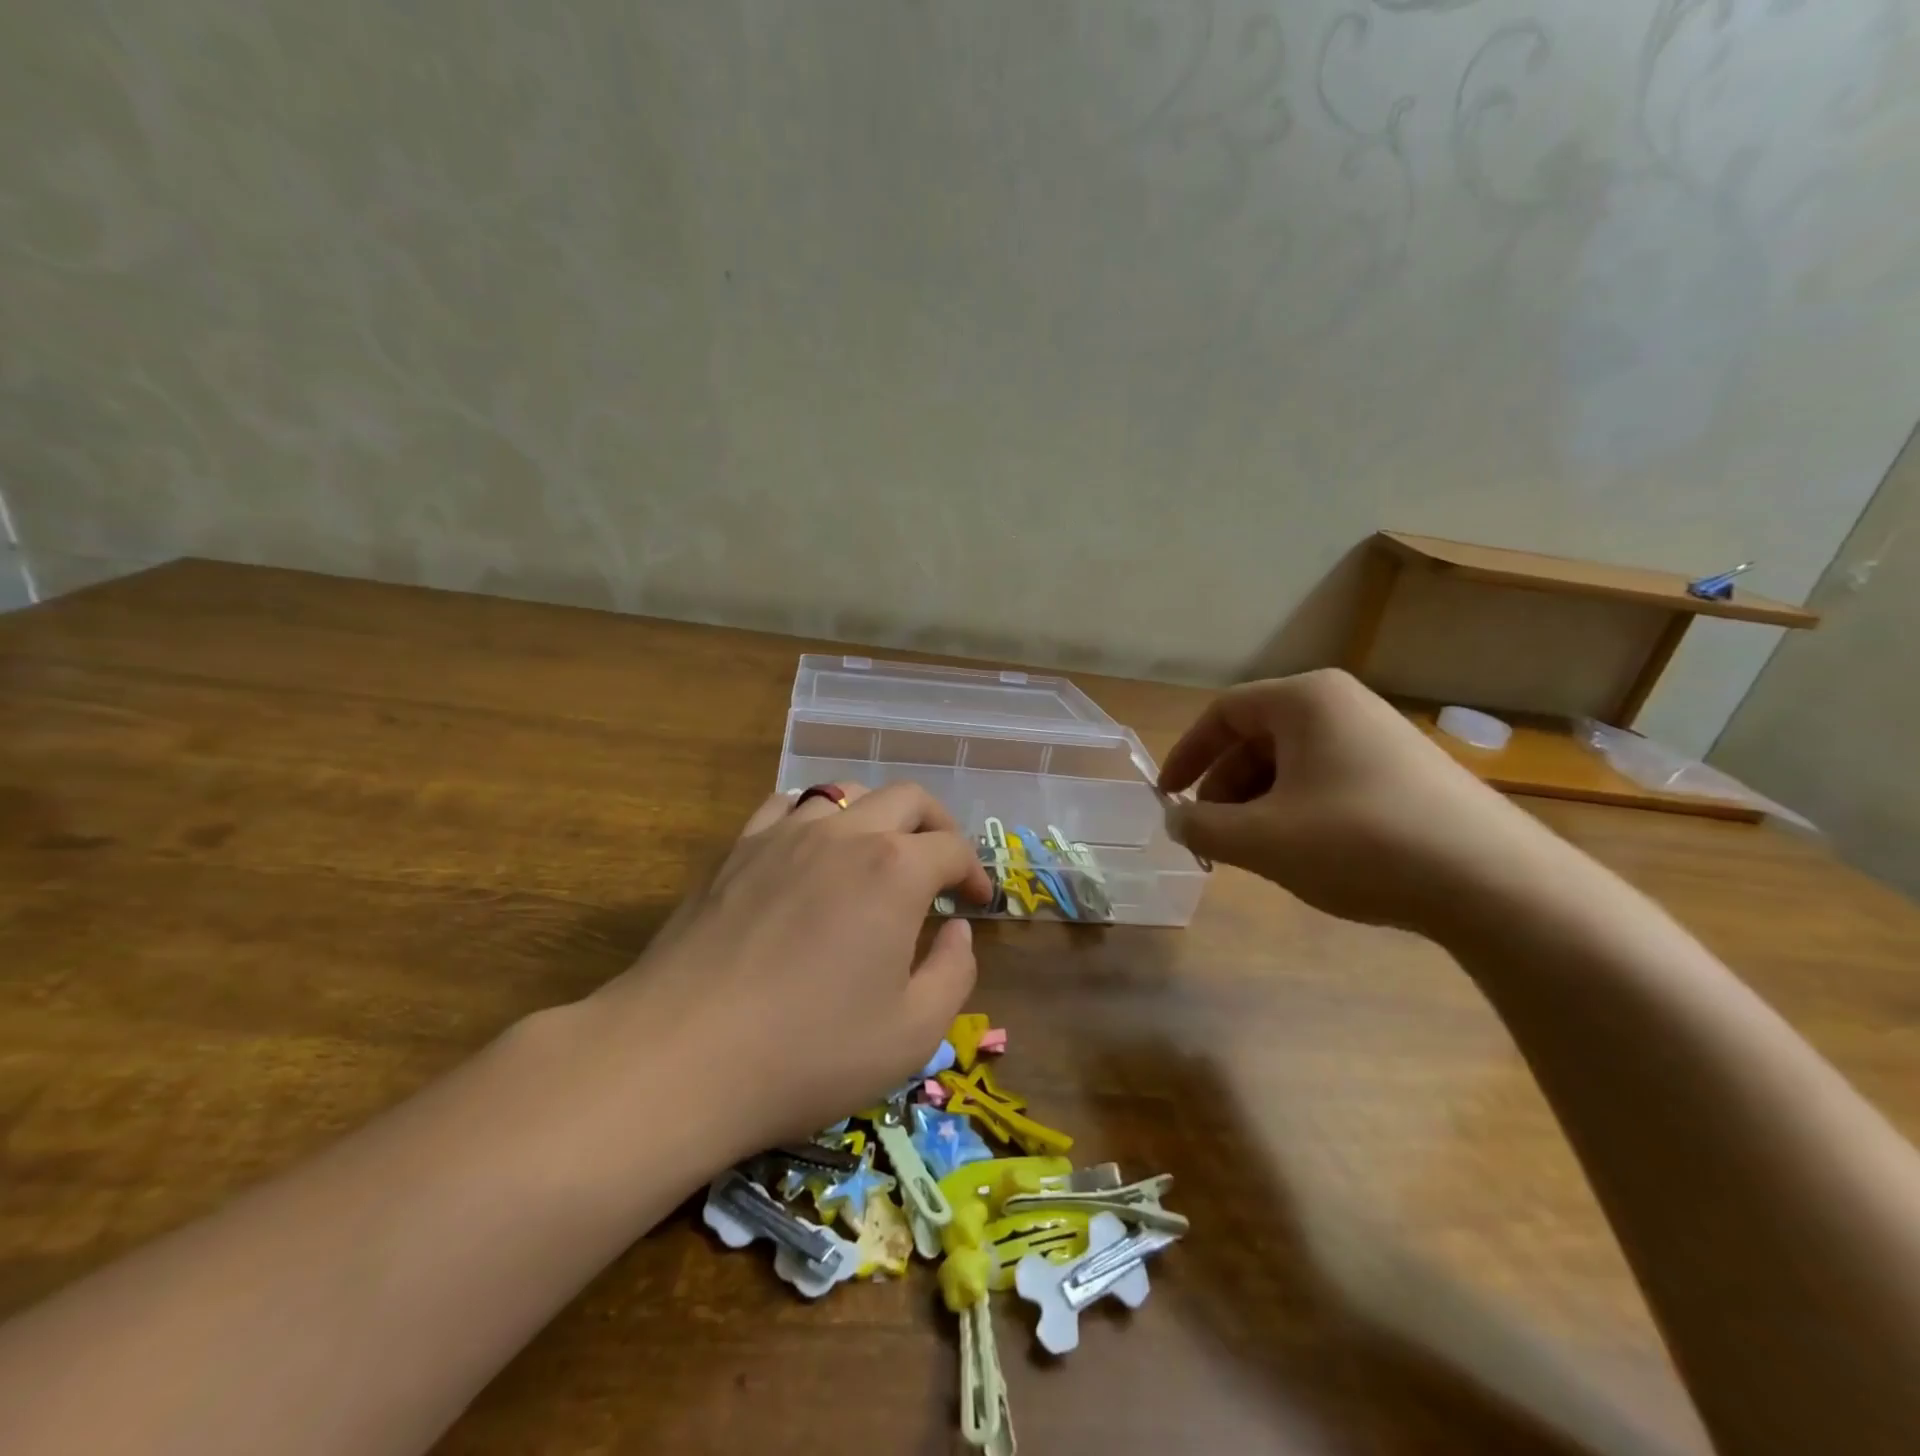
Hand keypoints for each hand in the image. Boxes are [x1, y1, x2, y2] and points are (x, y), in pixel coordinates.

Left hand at [589, 783, 992, 1160]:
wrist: (680, 1058)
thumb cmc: (808, 1052)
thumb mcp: (912, 1033)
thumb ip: (954, 972)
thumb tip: (956, 930)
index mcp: (895, 869)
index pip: (953, 847)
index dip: (974, 873)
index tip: (976, 904)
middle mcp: (845, 834)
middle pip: (907, 799)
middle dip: (936, 827)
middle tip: (941, 868)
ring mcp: (784, 834)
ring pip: (846, 794)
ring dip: (877, 817)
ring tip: (877, 857)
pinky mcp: (737, 849)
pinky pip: (786, 806)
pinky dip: (815, 817)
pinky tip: (811, 850)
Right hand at [1158, 670, 1571, 937]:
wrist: (1495, 884)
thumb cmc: (1360, 843)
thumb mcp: (1262, 840)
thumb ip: (1202, 826)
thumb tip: (1175, 818)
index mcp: (1305, 700)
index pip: (1223, 713)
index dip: (1186, 755)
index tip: (1167, 797)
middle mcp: (1342, 705)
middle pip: (1257, 738)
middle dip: (1224, 788)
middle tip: (1213, 835)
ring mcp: (1379, 737)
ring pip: (1291, 763)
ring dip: (1258, 803)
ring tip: (1255, 851)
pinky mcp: (1405, 772)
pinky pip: (1327, 779)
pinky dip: (1297, 810)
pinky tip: (1304, 852)